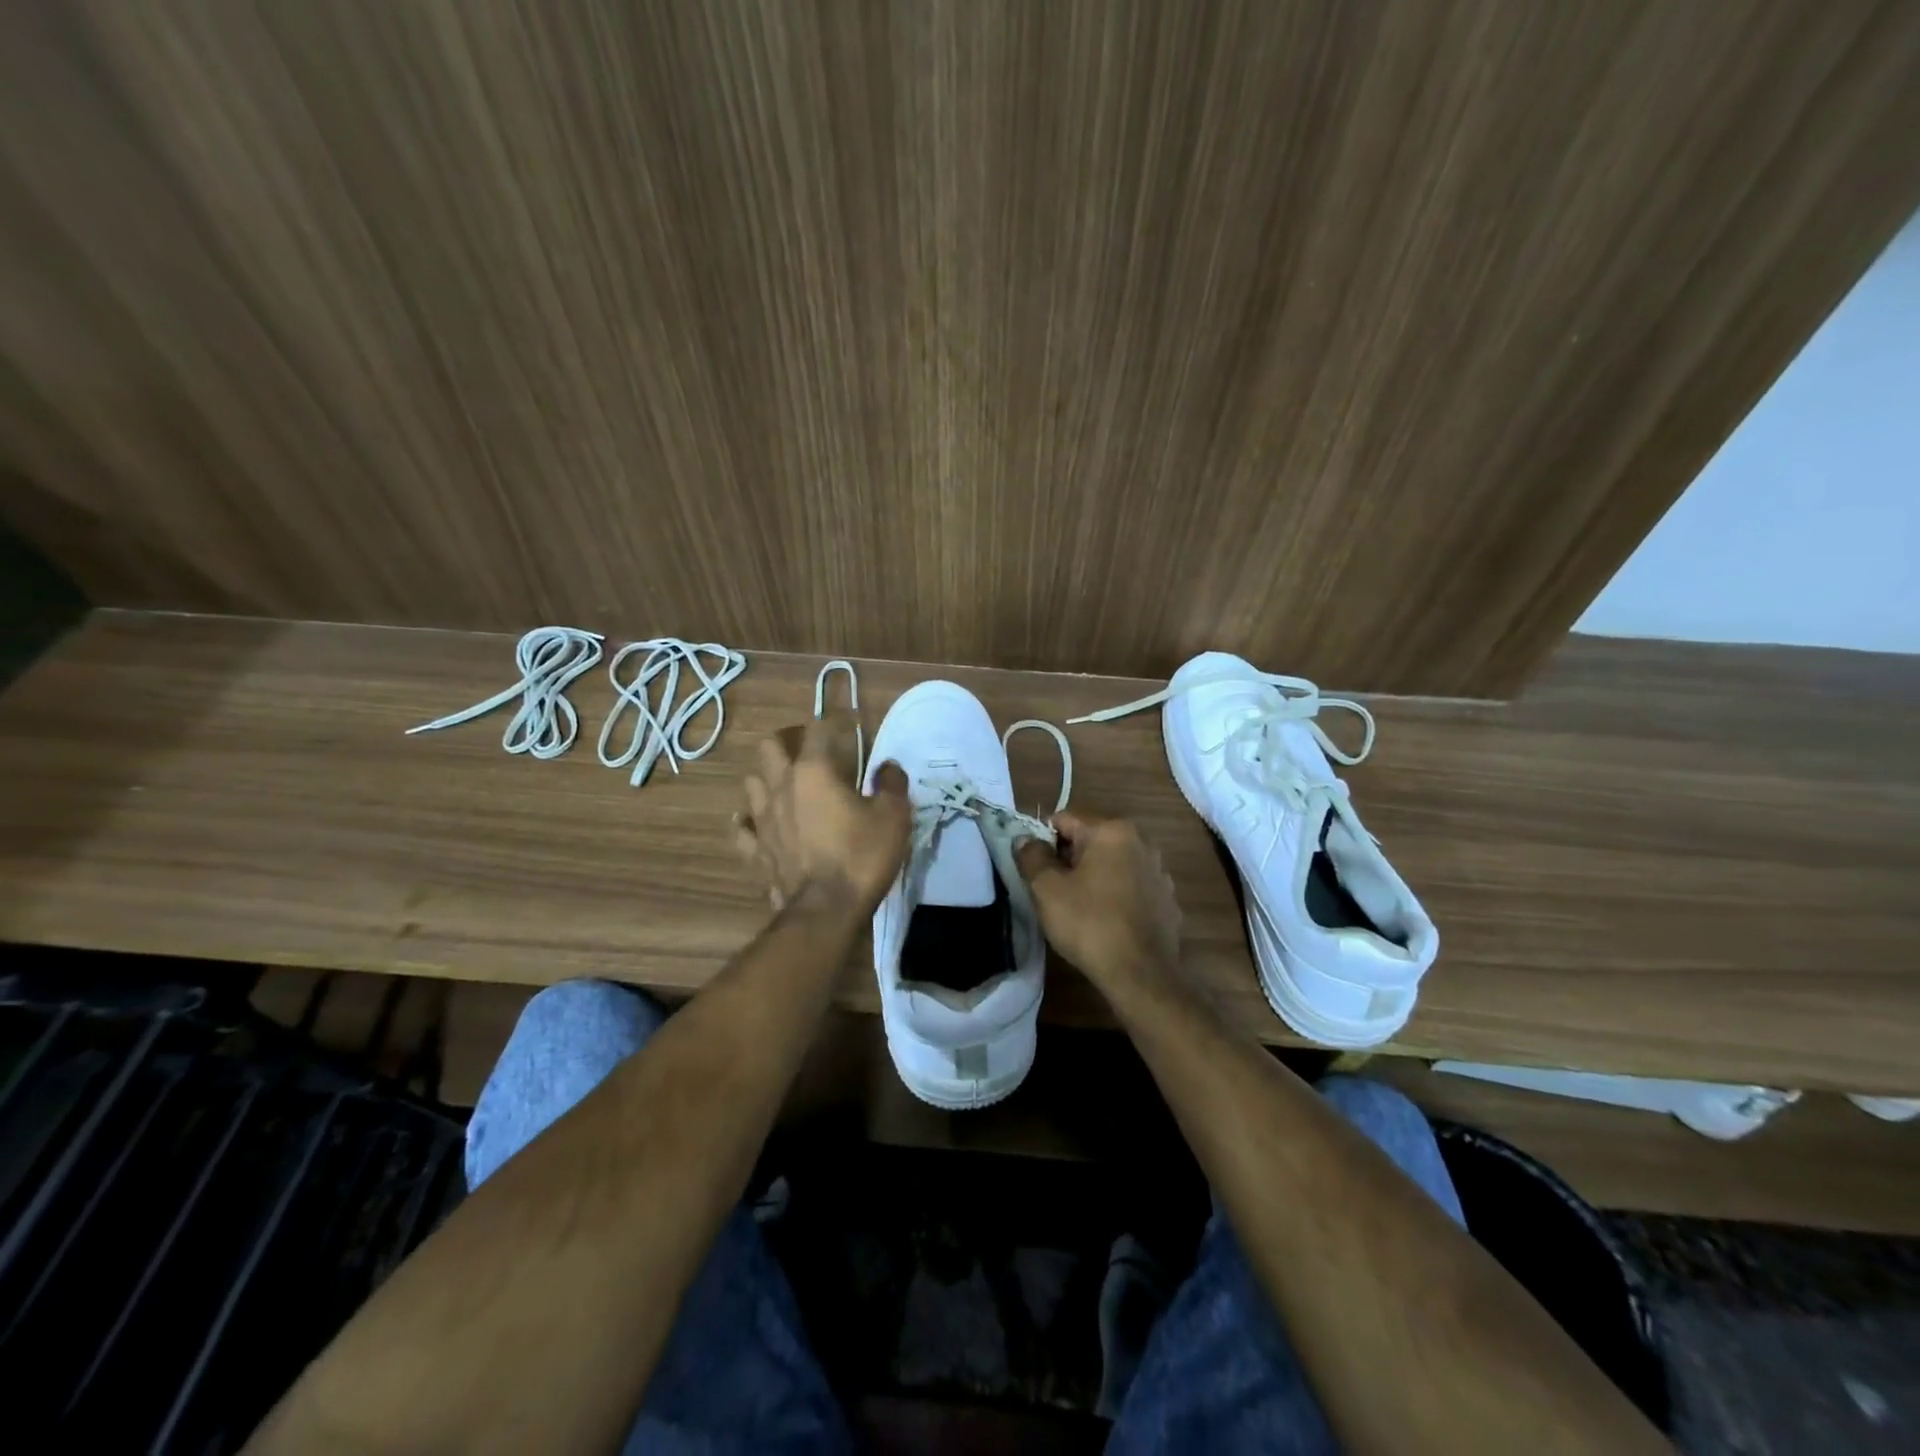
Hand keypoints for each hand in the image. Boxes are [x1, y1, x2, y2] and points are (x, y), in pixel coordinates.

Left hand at [736, 715, 911, 914]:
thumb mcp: (894, 817)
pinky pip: (743, 830)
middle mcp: (781, 786)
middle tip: (809, 752)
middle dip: (787, 741)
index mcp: (814, 771)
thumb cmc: (862, 856)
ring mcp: (762, 820)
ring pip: (752, 783)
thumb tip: (888, 767)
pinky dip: (749, 823)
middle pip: (770, 746)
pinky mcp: (756, 851)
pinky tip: (757, 824)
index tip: (851, 729)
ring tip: (786, 787)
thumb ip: (892, 784)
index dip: (835, 724)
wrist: (826, 911)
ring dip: (767, 779)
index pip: (818, 729)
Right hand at [1014, 812, 1181, 988]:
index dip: (1043, 842)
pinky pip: (1131, 885)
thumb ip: (1032, 857)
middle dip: (1069, 858)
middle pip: (1090, 839)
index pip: (1064, 819)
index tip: (1035, 871)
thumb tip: (1025, 839)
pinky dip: (1116, 894)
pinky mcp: (1167, 898)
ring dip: (1093, 876)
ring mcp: (1159, 870)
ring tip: (1079, 908)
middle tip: (1053, 891)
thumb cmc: (1090, 925)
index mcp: (1112, 830)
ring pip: (1112, 862)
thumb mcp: (1047, 890)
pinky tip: (1106, 921)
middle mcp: (1141, 841)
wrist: (1141, 975)